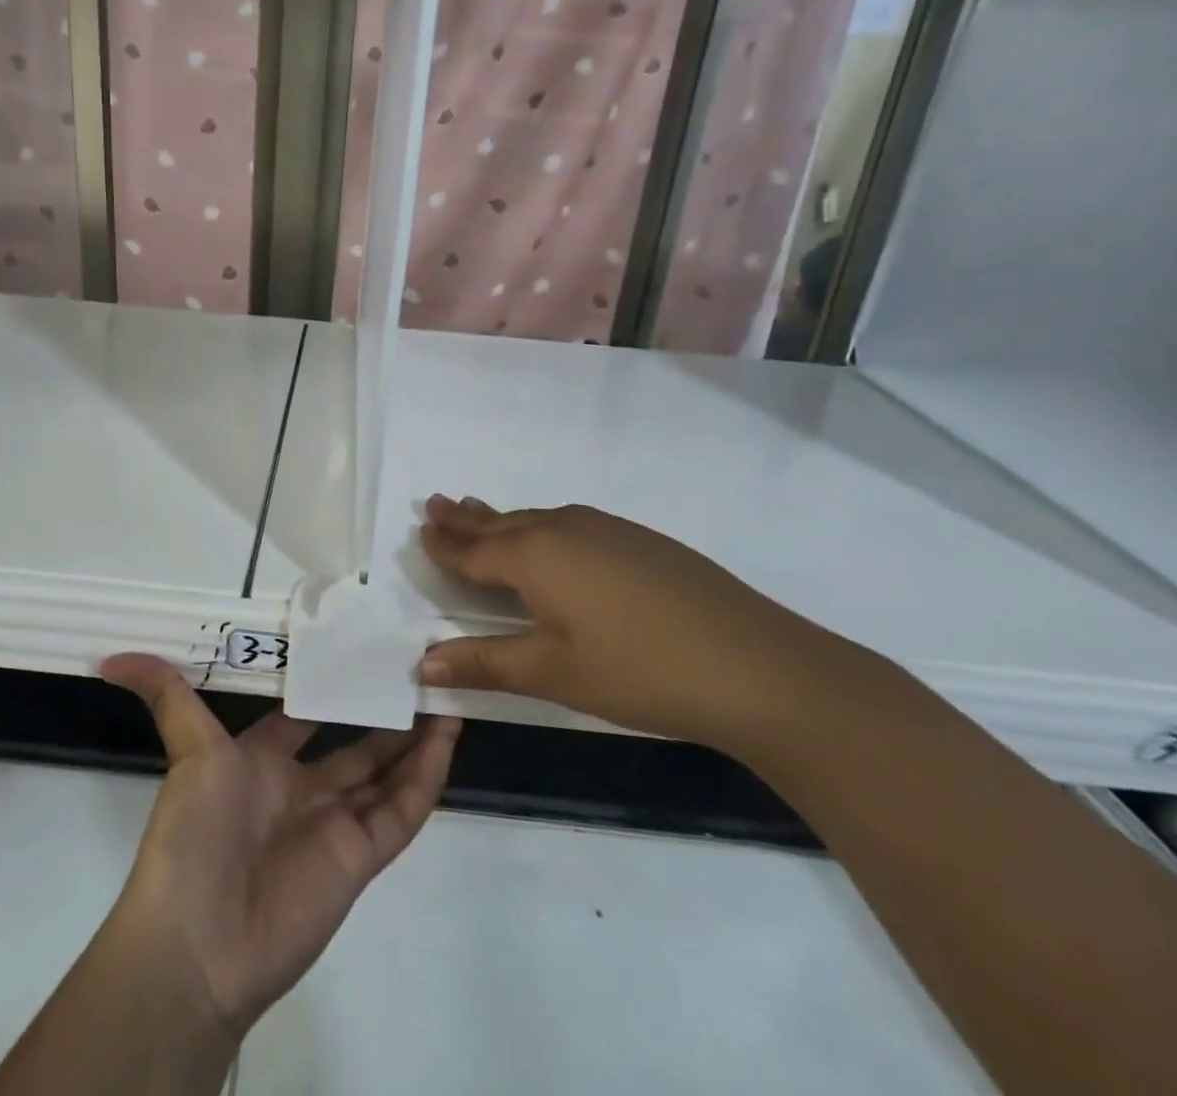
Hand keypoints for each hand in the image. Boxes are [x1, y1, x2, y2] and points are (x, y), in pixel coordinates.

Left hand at [100, 654, 459, 1037]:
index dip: (334, 684)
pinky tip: (447, 740)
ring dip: (414, 740)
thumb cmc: (193, 832)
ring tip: (445, 697)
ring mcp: (334, 825)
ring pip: (385, 773)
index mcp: (262, 760)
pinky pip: (401, 812)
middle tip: (419, 671)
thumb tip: (109, 657)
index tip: (366, 648)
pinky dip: (426, 778)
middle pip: (355, 742)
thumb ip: (167, 696)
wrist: (199, 942)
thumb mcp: (187, 750)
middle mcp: (301, 788)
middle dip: (385, 711)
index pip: (307, 713)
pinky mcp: (360, 859)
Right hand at [417, 496, 850, 752]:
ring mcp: (606, 529)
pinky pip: (569, 523)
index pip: (473, 549)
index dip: (444, 544)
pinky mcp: (640, 539)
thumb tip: (421, 662)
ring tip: (478, 512)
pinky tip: (550, 538)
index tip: (420, 528)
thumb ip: (485, 662)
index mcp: (535, 556)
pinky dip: (540, 526)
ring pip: (537, 518)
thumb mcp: (553, 673)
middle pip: (501, 523)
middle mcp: (564, 529)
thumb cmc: (639, 671)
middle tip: (436, 504)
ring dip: (502, 518)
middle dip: (466, 518)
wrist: (755, 664)